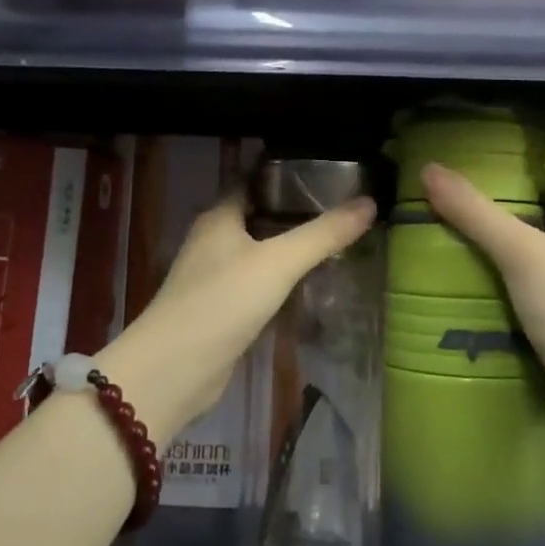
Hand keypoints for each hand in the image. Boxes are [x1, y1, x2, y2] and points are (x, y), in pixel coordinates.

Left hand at [101, 188, 376, 441]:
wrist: (175, 371)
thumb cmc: (222, 302)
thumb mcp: (278, 263)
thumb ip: (323, 234)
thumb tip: (370, 202)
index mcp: (219, 217)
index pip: (255, 181)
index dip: (288, 175)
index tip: (329, 174)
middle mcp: (214, 241)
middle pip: (259, 216)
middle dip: (296, 213)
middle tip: (343, 209)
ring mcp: (215, 277)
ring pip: (259, 253)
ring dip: (290, 249)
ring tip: (336, 243)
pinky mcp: (221, 310)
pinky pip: (258, 285)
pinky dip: (282, 282)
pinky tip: (311, 285)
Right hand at [420, 132, 544, 407]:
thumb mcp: (523, 254)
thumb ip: (476, 213)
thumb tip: (430, 169)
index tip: (527, 127)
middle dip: (530, 178)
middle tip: (483, 166)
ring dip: (520, 220)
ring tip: (472, 208)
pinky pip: (544, 269)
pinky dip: (517, 259)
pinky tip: (481, 261)